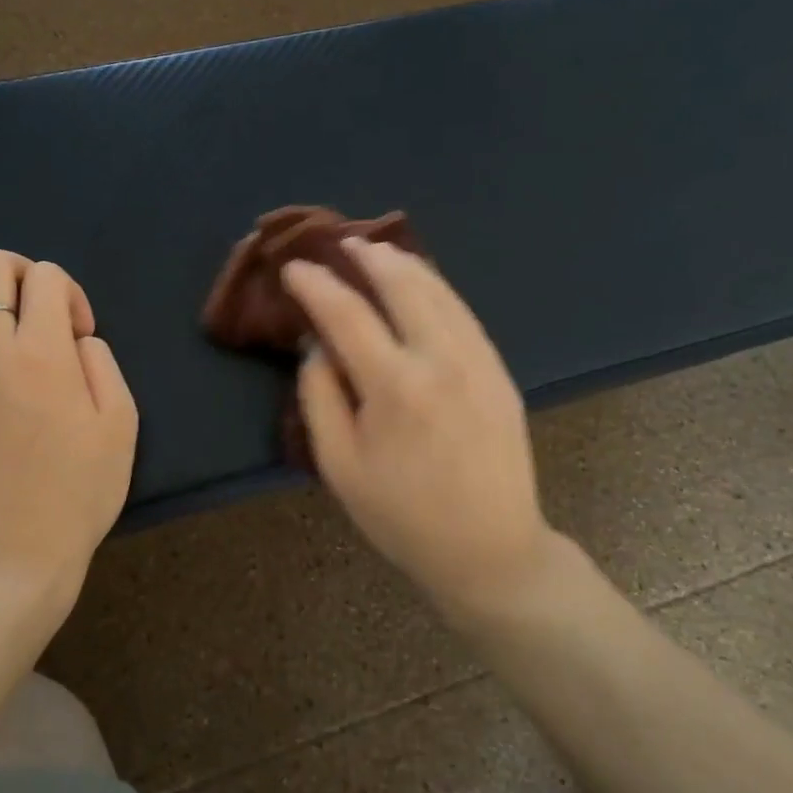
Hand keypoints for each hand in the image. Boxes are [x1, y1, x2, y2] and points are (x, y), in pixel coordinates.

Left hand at [0, 250, 137, 618]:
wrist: (8, 560)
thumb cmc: (76, 495)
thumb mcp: (120, 426)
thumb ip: (102, 363)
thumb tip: (74, 340)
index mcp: (43, 352)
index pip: (46, 276)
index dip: (70, 293)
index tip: (78, 335)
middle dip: (21, 275)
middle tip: (38, 316)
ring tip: (0, 340)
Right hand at [282, 240, 564, 614]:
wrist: (490, 549)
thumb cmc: (402, 516)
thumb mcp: (340, 466)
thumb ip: (320, 397)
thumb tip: (317, 345)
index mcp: (396, 386)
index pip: (347, 314)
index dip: (316, 286)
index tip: (294, 269)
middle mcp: (441, 360)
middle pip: (403, 285)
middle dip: (368, 257)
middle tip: (342, 243)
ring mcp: (479, 361)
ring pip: (440, 292)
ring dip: (405, 265)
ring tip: (378, 251)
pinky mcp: (499, 371)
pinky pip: (464, 313)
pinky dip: (436, 288)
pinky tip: (421, 285)